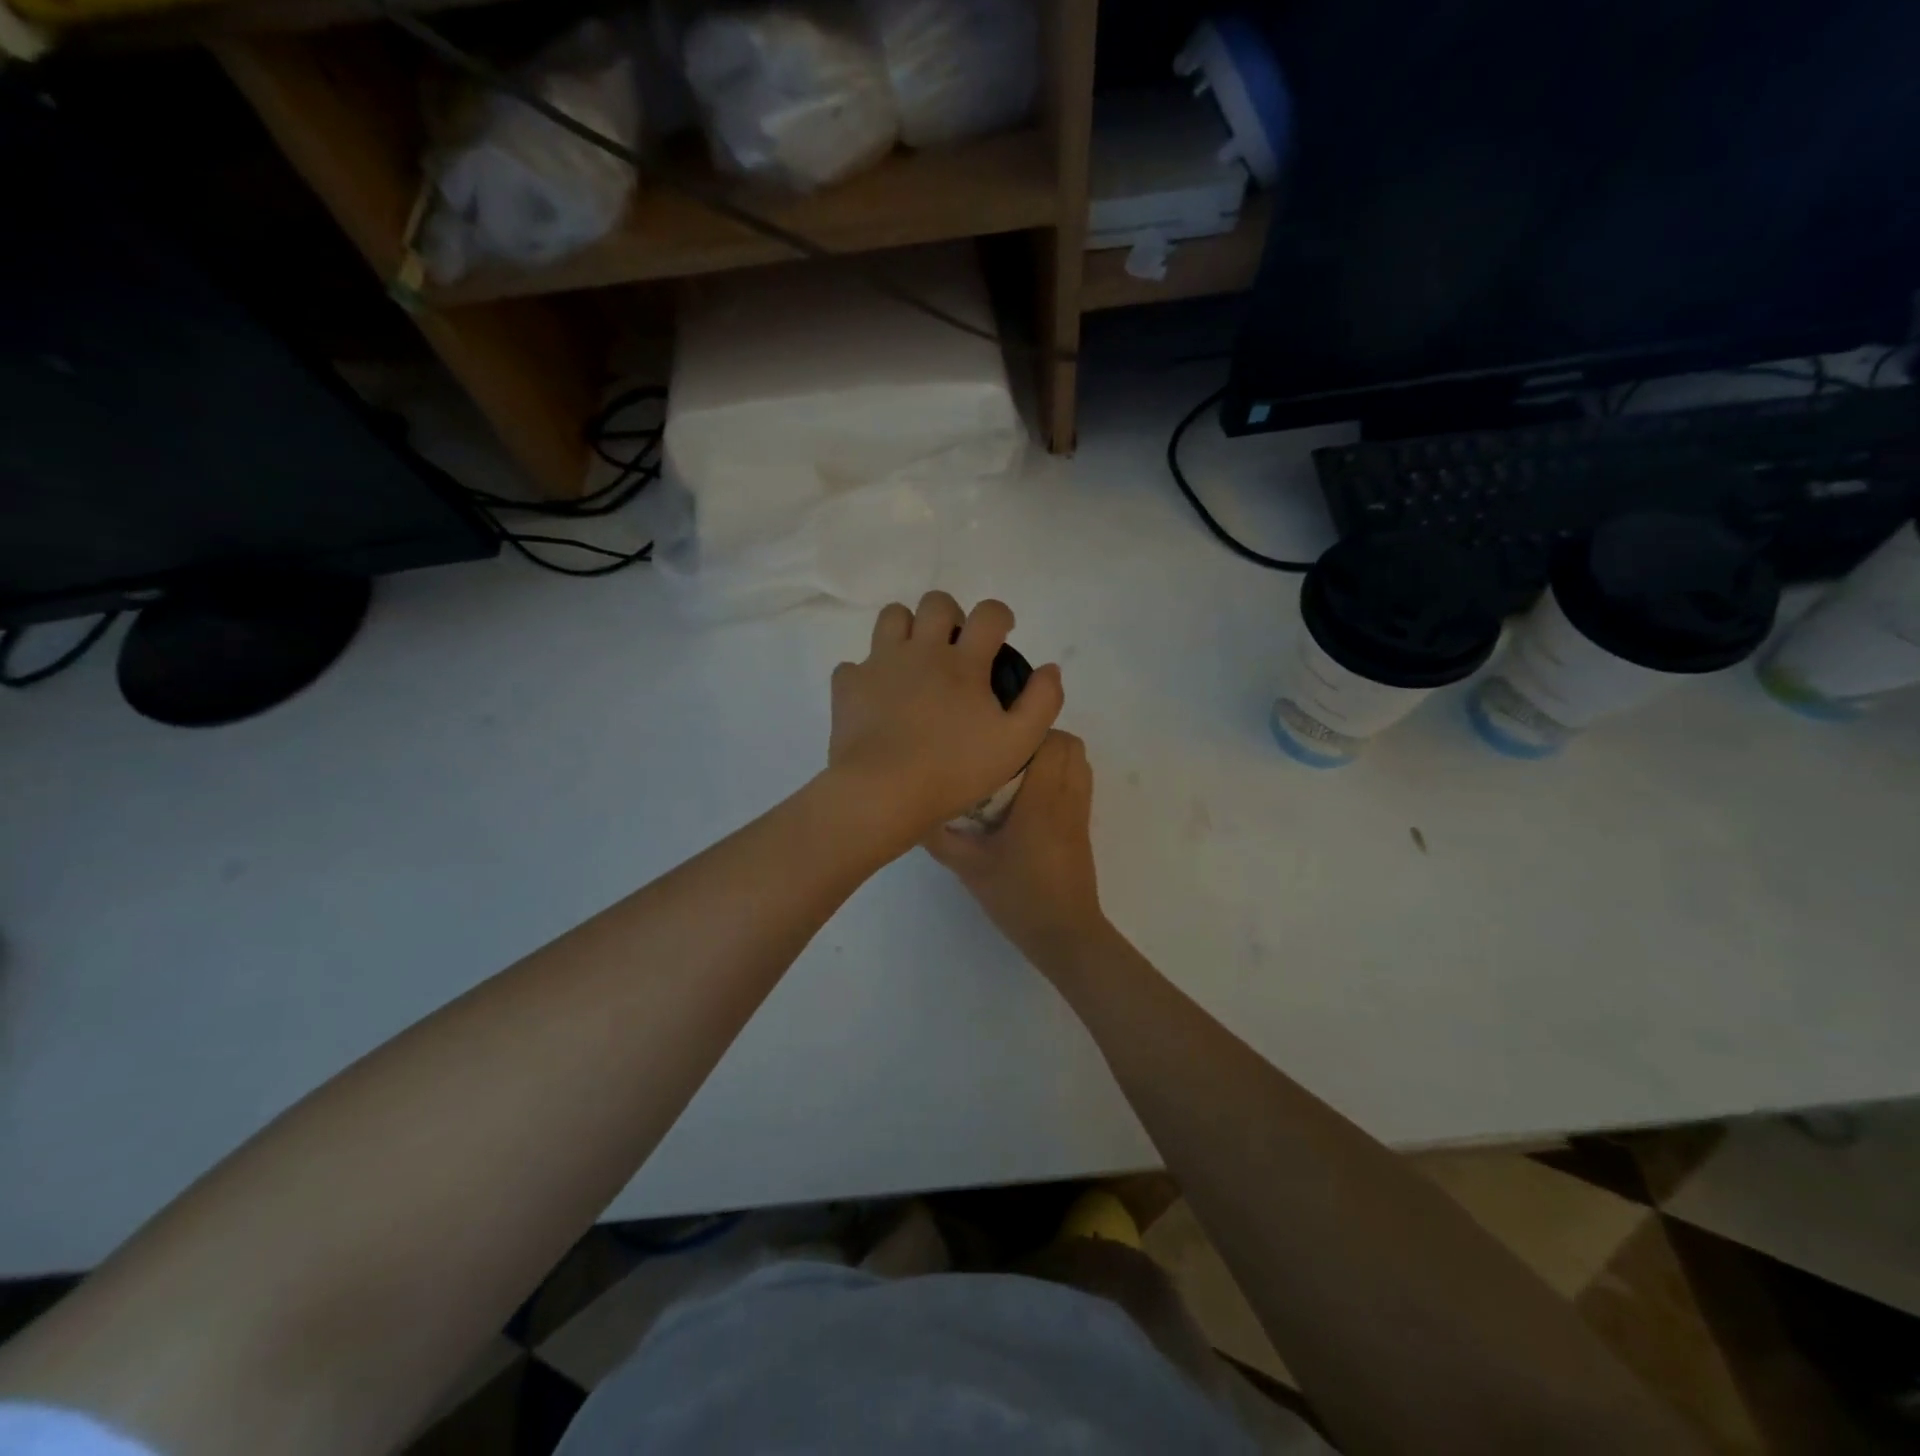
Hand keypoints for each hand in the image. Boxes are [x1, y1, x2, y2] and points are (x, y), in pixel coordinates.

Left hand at [827, 592, 1062, 853]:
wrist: (883, 791)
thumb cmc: (954, 769)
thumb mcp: (1017, 743)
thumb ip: (1042, 701)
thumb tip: (1050, 668)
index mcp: (964, 662)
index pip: (988, 614)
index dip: (999, 615)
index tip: (1002, 632)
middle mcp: (921, 650)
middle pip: (935, 603)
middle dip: (950, 615)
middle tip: (955, 646)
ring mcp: (880, 664)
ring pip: (892, 617)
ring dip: (907, 629)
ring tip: (914, 660)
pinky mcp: (848, 686)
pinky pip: (854, 665)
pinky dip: (868, 675)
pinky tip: (876, 698)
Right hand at [922, 729, 1107, 972]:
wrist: (1064, 933)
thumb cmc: (1018, 897)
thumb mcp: (969, 867)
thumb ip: (940, 838)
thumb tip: (914, 812)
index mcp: (1041, 800)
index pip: (1048, 741)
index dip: (1023, 732)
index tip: (993, 740)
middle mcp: (1066, 796)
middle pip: (1069, 743)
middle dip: (1038, 739)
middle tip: (1002, 755)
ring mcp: (1079, 811)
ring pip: (1079, 760)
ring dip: (1052, 755)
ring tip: (1017, 771)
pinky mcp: (1083, 825)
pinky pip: (1080, 781)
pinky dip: (1061, 774)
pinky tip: (1030, 797)